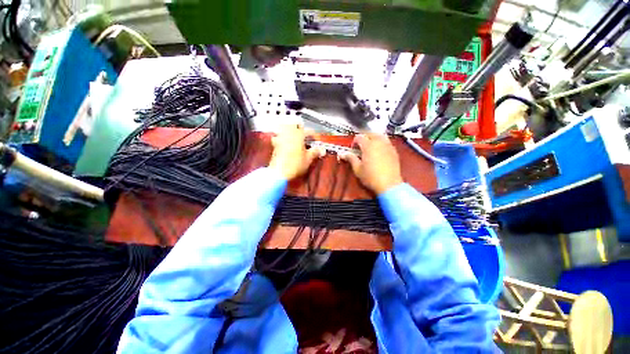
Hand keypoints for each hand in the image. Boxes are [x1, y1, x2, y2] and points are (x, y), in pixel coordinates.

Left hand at [269, 124, 324, 180]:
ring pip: (286, 128)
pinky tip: (286, 143)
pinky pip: (279, 136)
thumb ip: (315, 152)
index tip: (317, 140)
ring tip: (297, 137)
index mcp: (299, 135)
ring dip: (292, 130)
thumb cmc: (295, 164)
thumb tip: (322, 150)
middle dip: (301, 128)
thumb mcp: (308, 158)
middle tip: (306, 135)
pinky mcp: (275, 144)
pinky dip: (283, 137)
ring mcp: (281, 138)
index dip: (315, 136)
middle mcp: (289, 134)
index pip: (309, 131)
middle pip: (295, 125)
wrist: (279, 172)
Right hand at [340, 134, 402, 193]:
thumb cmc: (370, 177)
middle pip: (371, 133)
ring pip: (380, 136)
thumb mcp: (357, 169)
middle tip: (361, 145)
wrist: (389, 185)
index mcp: (368, 146)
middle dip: (364, 137)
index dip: (354, 141)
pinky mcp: (394, 151)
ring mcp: (388, 146)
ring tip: (370, 146)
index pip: (359, 137)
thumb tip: (342, 154)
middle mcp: (379, 142)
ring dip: (374, 138)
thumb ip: (351, 159)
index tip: (353, 148)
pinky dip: (381, 143)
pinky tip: (379, 151)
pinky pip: (387, 142)